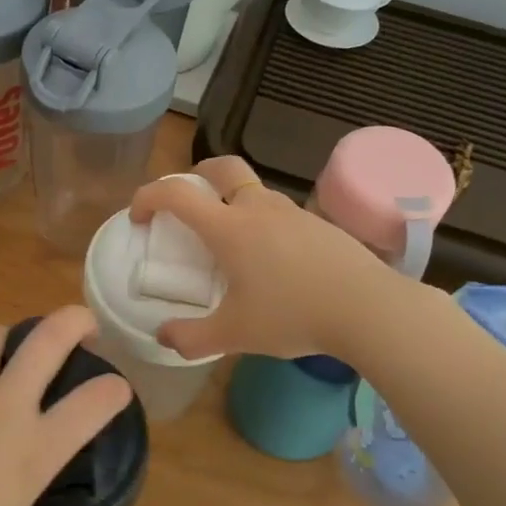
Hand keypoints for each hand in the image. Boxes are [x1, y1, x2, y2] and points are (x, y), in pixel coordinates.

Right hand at [129, 156, 403, 359]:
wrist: (367, 308)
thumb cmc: (292, 315)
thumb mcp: (234, 335)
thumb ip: (191, 338)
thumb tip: (163, 336)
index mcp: (228, 228)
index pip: (177, 194)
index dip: (148, 196)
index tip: (138, 216)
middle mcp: (257, 208)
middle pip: (221, 168)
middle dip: (197, 175)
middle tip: (189, 203)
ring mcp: (292, 212)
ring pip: (254, 189)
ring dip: (233, 200)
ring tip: (232, 240)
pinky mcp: (319, 224)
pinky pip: (280, 212)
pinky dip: (264, 222)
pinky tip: (274, 259)